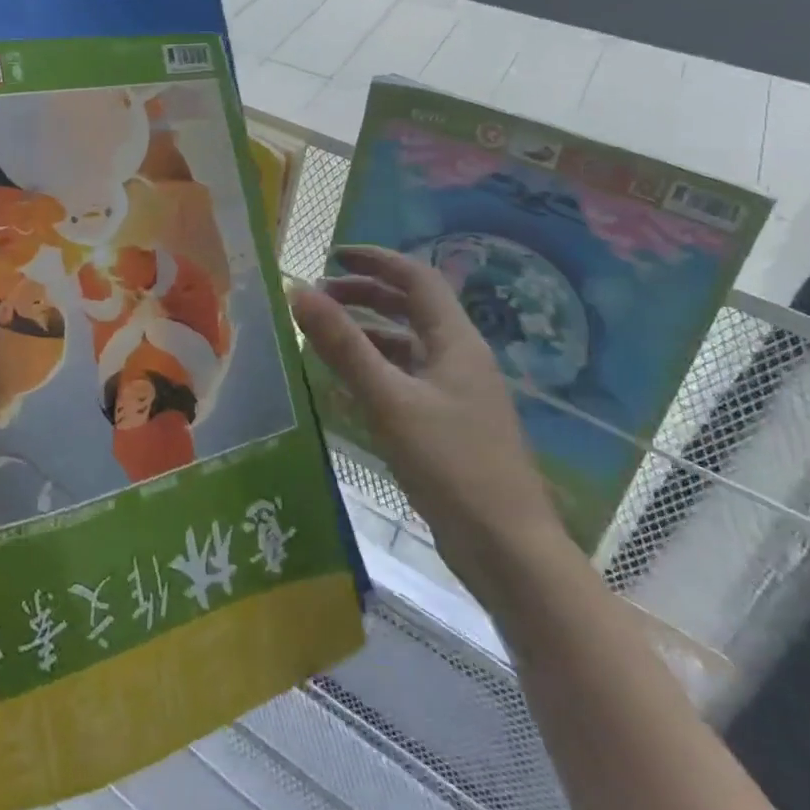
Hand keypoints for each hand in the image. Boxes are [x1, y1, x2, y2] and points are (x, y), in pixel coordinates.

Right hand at [290, 246, 572, 605]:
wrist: (509, 552)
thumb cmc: (452, 466)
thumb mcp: (389, 401)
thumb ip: (344, 346)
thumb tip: (300, 292)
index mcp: (456, 342)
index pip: (417, 278)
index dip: (375, 261)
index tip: (332, 258)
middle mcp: (460, 359)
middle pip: (411, 308)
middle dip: (365, 295)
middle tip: (320, 298)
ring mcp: (457, 394)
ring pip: (408, 346)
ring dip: (368, 333)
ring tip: (324, 339)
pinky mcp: (449, 425)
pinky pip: (407, 380)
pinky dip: (376, 371)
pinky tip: (346, 388)